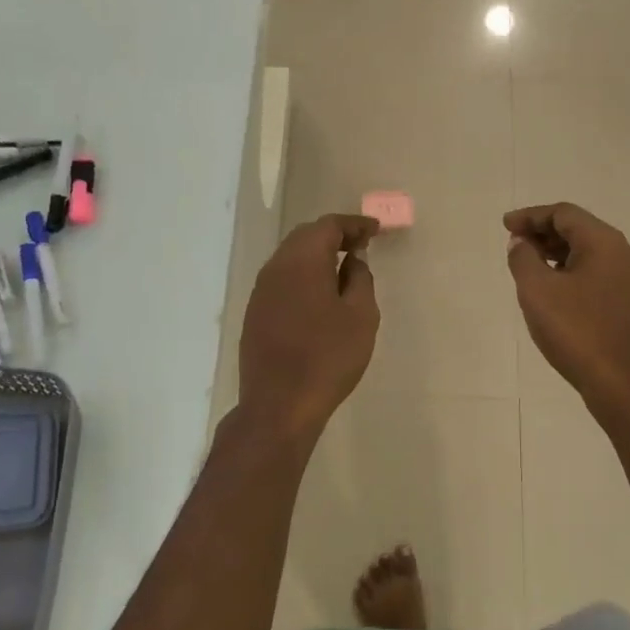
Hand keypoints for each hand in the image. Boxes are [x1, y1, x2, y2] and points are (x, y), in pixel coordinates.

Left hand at [238, 213, 379, 442]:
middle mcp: (275, 268)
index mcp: (302, 261)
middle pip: (304, 237)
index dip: (354, 225)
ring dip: (316, 258)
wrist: (279, 404)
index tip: (375, 231)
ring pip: (290, 260)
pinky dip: (303, 278)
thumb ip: (360, 279)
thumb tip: (353, 260)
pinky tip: (318, 297)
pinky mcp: (254, 314)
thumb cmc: (328, 358)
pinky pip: (281, 282)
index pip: (328, 226)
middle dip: (333, 237)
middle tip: (360, 246)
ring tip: (342, 270)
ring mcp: (260, 292)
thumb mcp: (361, 316)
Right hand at [504, 203, 629, 424]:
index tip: (505, 226)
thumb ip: (523, 258)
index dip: (531, 216)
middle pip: (580, 229)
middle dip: (544, 233)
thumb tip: (520, 243)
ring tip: (529, 266)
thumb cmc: (576, 331)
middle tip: (514, 245)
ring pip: (590, 252)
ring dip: (557, 253)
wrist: (622, 382)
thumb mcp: (537, 291)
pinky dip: (572, 271)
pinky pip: (597, 273)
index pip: (564, 213)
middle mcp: (625, 253)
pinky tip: (554, 290)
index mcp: (605, 243)